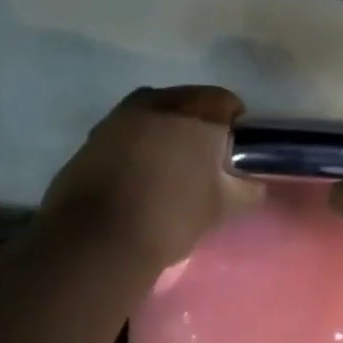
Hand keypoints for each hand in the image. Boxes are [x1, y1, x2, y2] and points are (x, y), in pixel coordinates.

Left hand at [40, 86, 261, 270]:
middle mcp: (155, 102)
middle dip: (197, 130)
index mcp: (194, 111)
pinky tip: (137, 184)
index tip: (234, 157)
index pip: (226, 102)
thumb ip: (245, 189)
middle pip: (187, 105)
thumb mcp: (221, 207)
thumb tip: (251, 183)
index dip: (235, 128)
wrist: (97, 240)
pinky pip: (126, 136)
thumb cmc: (171, 216)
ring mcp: (117, 117)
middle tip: (203, 167)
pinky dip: (136, 151)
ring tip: (168, 176)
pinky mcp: (91, 139)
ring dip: (164, 138)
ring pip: (153, 119)